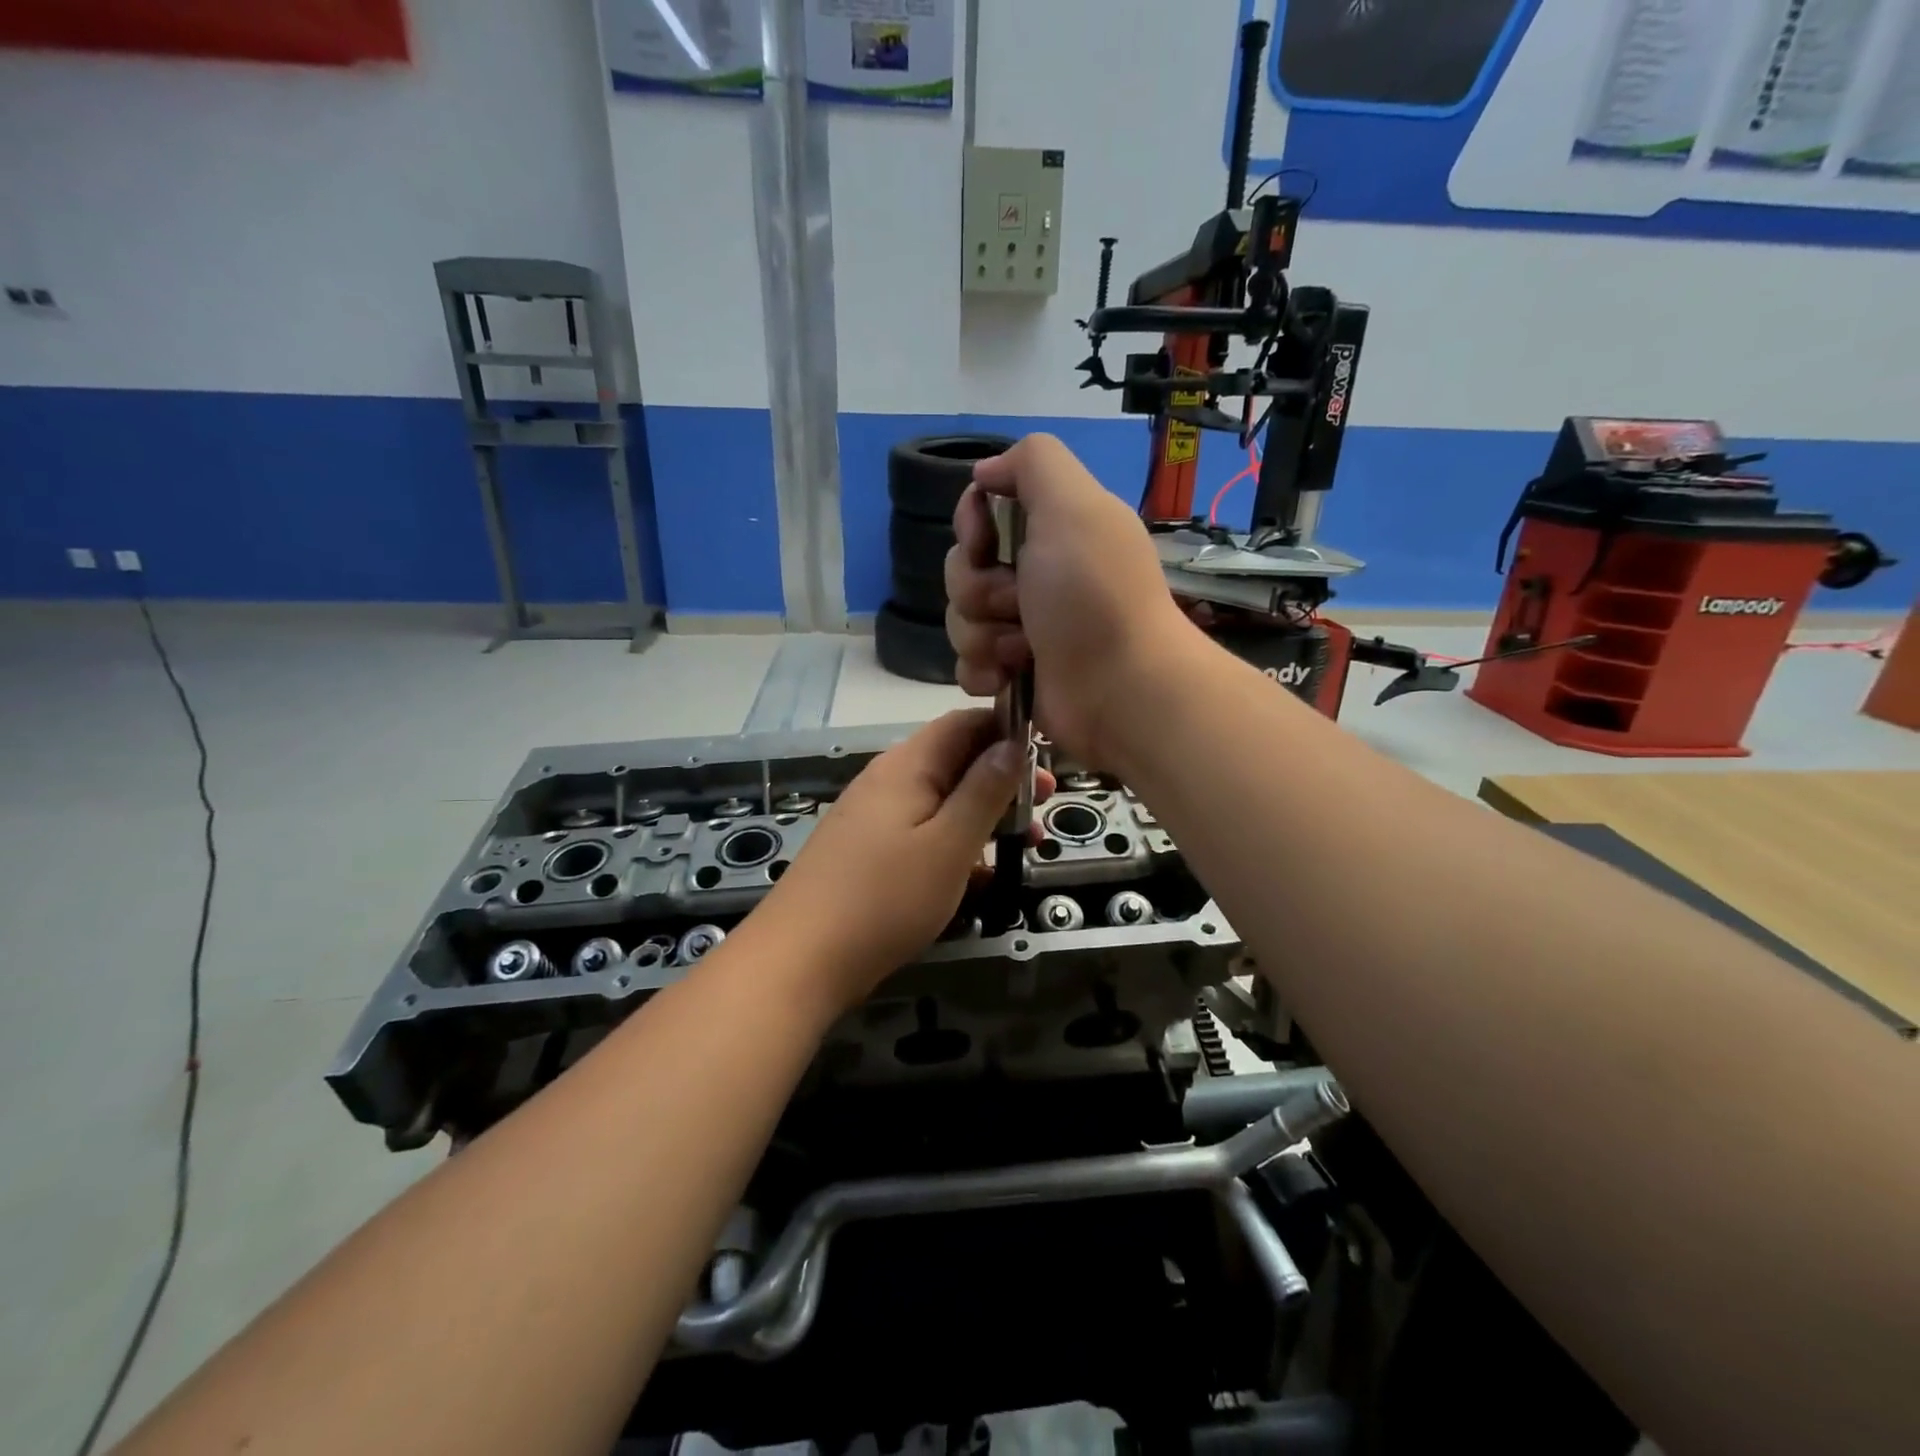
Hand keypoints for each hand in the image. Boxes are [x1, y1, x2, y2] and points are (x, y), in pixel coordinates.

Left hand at [756, 710, 1054, 1011]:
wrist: (800, 960)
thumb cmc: (885, 898)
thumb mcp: (949, 844)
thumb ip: (984, 790)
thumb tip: (1013, 742)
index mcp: (907, 765)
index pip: (964, 722)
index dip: (1007, 730)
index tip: (1046, 756)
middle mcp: (888, 779)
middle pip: (954, 760)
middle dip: (1003, 777)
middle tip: (1045, 803)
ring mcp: (874, 816)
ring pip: (941, 799)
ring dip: (984, 814)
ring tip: (1025, 842)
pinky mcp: (867, 850)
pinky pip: (922, 831)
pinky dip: (955, 841)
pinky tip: (981, 875)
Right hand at [944, 433, 1191, 766]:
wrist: (1121, 690)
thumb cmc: (1095, 596)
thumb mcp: (1075, 505)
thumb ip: (1033, 462)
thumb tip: (986, 472)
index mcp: (1051, 531)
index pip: (980, 515)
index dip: (972, 528)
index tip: (984, 543)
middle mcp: (1035, 576)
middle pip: (962, 570)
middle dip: (980, 591)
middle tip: (1021, 606)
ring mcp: (1023, 628)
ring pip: (959, 621)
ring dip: (985, 636)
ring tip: (1024, 651)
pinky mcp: (1013, 674)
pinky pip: (966, 665)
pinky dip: (984, 673)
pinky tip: (1009, 679)